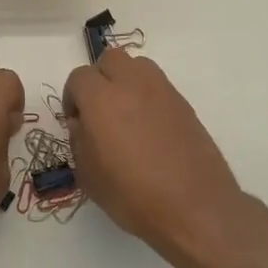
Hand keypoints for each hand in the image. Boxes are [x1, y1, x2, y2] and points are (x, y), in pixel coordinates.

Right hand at [62, 49, 243, 259]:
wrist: (194, 207)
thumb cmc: (133, 195)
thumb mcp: (88, 176)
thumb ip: (79, 140)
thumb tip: (83, 124)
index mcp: (101, 98)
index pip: (79, 77)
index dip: (72, 97)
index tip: (77, 121)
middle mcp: (132, 84)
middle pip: (110, 60)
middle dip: (99, 79)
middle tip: (99, 110)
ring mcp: (162, 91)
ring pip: (137, 66)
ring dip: (126, 80)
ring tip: (126, 113)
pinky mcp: (184, 103)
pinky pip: (158, 86)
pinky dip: (148, 96)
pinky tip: (150, 128)